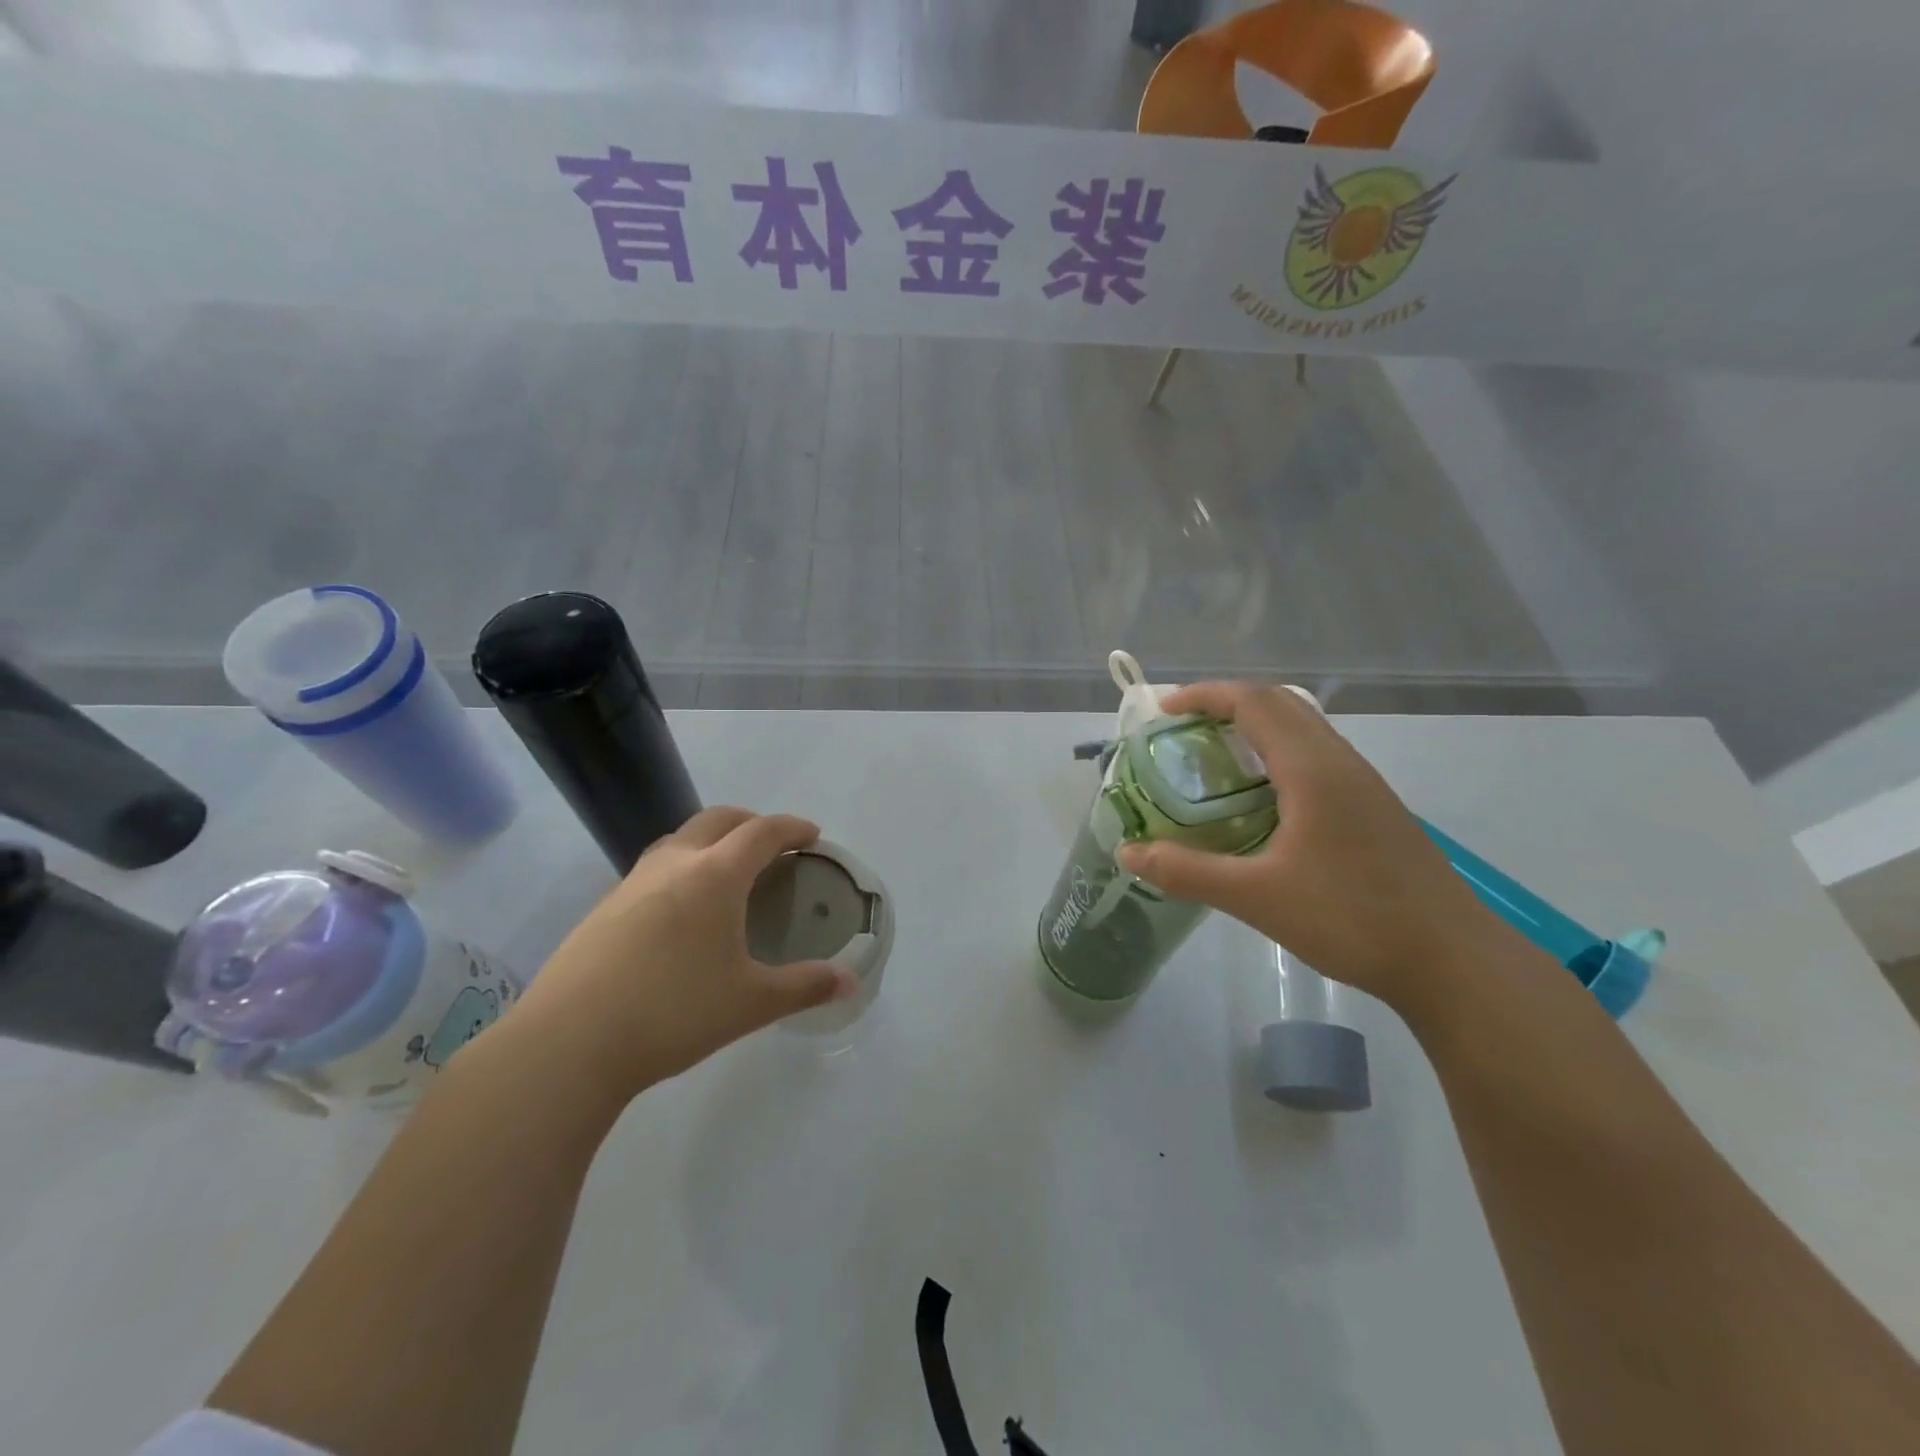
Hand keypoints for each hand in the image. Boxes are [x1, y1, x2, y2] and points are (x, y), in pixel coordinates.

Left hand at [507, 807, 857, 1104]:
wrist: (568, 1043)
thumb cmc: (673, 1012)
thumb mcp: (751, 1002)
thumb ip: (805, 987)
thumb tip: (850, 981)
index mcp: (715, 875)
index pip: (762, 832)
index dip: (792, 828)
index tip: (811, 835)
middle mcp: (674, 864)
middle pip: (718, 819)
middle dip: (751, 822)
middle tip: (772, 845)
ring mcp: (632, 882)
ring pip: (679, 839)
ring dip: (710, 841)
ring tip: (726, 872)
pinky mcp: (603, 908)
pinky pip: (653, 869)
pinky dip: (680, 869)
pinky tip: (679, 912)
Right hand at [1117, 682, 1510, 1009]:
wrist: (1453, 961)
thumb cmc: (1352, 919)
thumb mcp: (1257, 897)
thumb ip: (1187, 871)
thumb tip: (1128, 851)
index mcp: (1312, 769)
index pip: (1252, 702)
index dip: (1203, 695)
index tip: (1162, 709)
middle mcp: (1340, 762)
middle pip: (1279, 704)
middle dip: (1226, 703)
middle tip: (1181, 730)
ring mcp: (1363, 784)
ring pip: (1302, 729)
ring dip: (1255, 727)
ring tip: (1213, 759)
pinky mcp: (1374, 807)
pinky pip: (1316, 756)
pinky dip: (1277, 754)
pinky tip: (1261, 800)